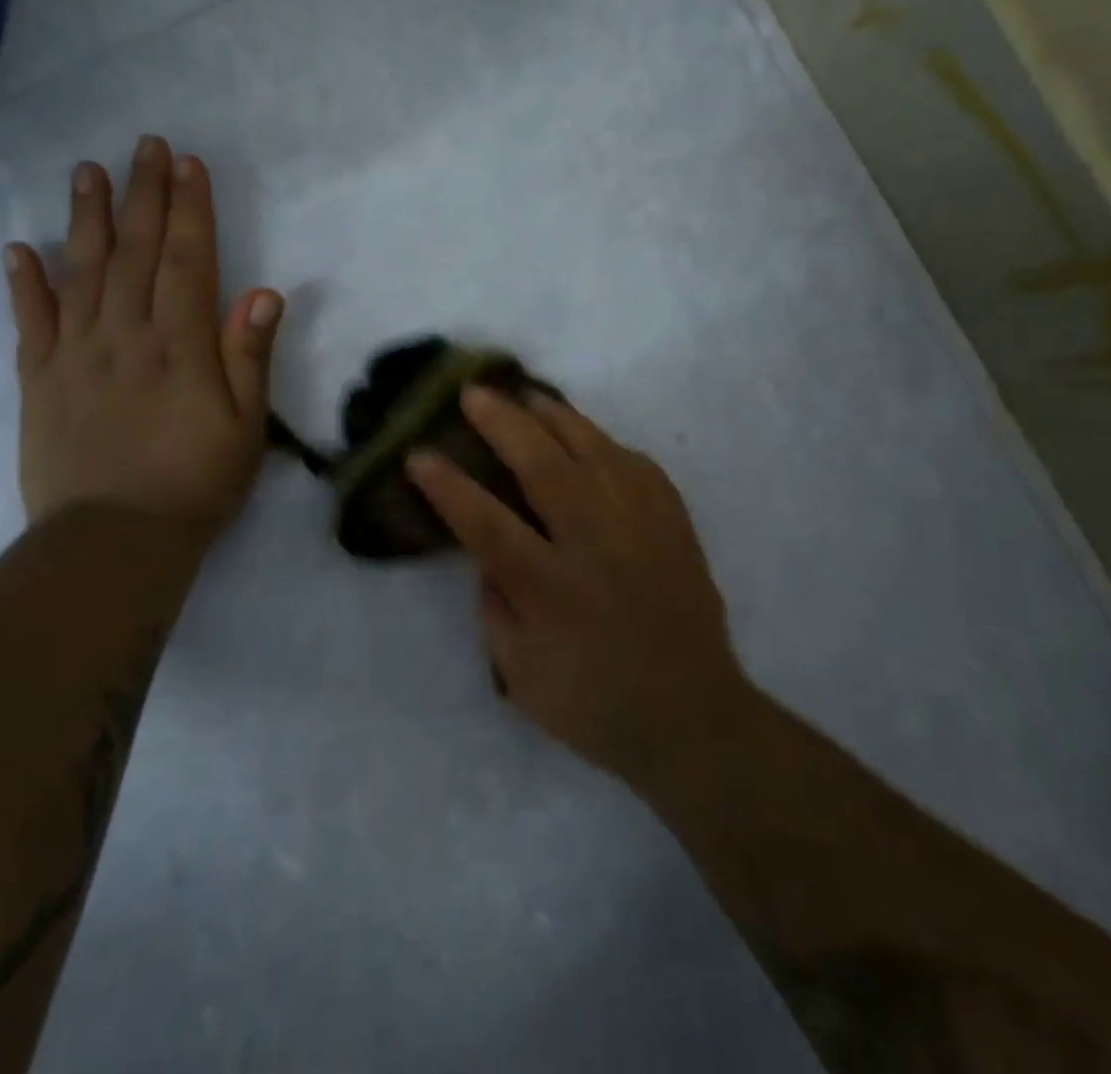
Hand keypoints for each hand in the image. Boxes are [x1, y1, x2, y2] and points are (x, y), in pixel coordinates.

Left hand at [4, 137, 282, 545]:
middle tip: (146, 146)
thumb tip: (264, 293)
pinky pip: (29, 324)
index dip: (190, 211)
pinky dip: (23, 285)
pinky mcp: (38, 381)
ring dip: (85, 219)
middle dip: (143, 195)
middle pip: (134, 253)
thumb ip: (249, 358)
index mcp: (180, 346)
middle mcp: (125, 336)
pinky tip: (18, 250)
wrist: (114, 541)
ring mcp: (75, 355)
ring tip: (86, 171)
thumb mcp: (246, 427)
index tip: (189, 165)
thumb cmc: (196, 483)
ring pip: (81, 273)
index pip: (186, 261)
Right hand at [406, 388, 748, 790]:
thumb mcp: (520, 674)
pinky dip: (606, 443)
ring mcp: (640, 527)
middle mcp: (595, 545)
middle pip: (543, 467)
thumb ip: (495, 606)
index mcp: (550, 589)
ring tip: (526, 394)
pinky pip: (637, 465)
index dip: (448, 486)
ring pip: (594, 451)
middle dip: (501, 424)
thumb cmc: (595, 704)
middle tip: (473, 393)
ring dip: (555, 417)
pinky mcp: (673, 524)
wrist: (692, 717)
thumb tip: (488, 555)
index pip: (486, 523)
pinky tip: (586, 436)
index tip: (418, 454)